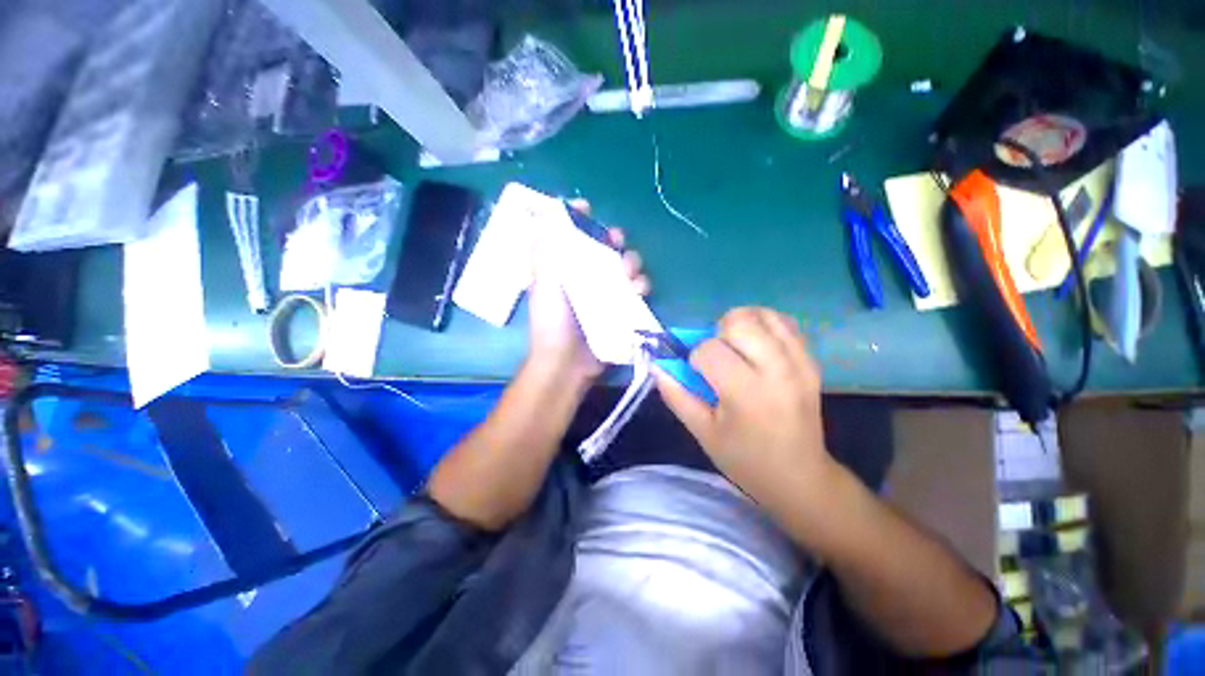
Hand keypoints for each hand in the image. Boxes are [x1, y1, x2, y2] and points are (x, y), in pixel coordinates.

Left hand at [527, 200, 649, 385]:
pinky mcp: (621, 309)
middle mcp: (586, 278)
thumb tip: (548, 212)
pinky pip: (637, 290)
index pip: (575, 237)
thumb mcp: (542, 283)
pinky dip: (641, 286)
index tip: (588, 210)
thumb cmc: (551, 322)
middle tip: (616, 242)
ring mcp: (606, 294)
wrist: (567, 363)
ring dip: (631, 264)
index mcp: (566, 269)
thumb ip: (544, 250)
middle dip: (614, 241)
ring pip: (626, 267)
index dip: (582, 221)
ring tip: (628, 274)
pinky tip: (638, 290)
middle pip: (605, 249)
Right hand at [654, 307, 836, 514]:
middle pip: (740, 321)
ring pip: (763, 315)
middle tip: (718, 355)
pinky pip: (785, 323)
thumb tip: (657, 365)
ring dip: (741, 324)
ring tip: (736, 347)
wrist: (799, 477)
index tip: (701, 377)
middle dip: (718, 333)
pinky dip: (764, 325)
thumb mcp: (702, 432)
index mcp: (746, 392)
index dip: (695, 358)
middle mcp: (776, 370)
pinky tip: (756, 344)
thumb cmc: (744, 459)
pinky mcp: (811, 361)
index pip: (709, 349)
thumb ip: (676, 395)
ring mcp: (799, 363)